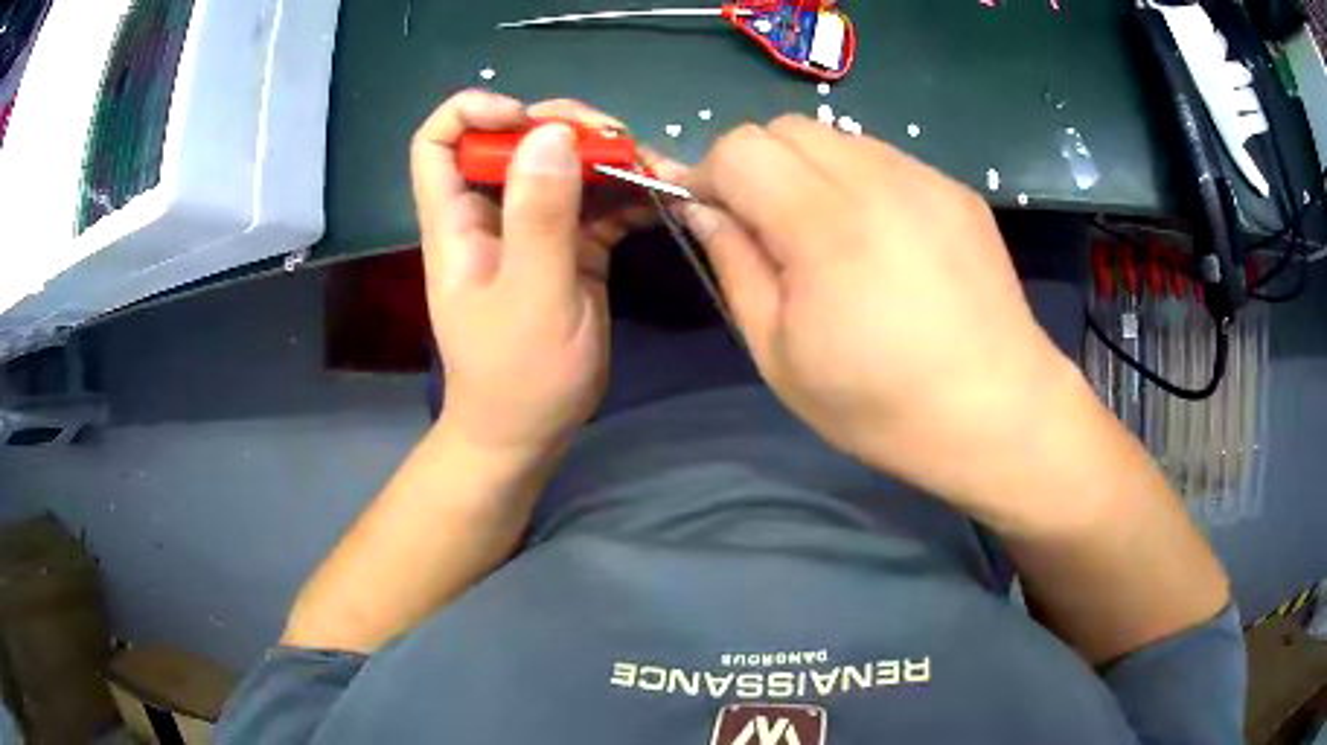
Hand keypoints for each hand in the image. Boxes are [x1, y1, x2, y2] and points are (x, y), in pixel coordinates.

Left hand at [411, 91, 664, 458]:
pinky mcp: (569, 248)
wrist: (530, 431)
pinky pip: (596, 202)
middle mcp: (491, 214)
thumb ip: (540, 215)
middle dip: (564, 127)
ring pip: (562, 166)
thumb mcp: (531, 295)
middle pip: (515, 140)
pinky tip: (659, 198)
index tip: (525, 119)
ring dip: (606, 158)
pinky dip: (626, 194)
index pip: (439, 141)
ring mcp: (532, 229)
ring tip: (651, 167)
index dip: (475, 112)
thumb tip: (549, 133)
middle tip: (616, 141)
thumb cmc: (518, 375)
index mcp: (458, 221)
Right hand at [681, 116, 1083, 523]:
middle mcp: (878, 179)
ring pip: (836, 137)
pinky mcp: (955, 190)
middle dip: (756, 165)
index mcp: (826, 225)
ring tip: (830, 238)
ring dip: (808, 172)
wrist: (997, 413)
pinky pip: (884, 159)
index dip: (708, 174)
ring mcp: (925, 178)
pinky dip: (858, 183)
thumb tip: (703, 210)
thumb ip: (735, 267)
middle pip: (785, 127)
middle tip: (768, 229)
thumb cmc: (881, 405)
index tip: (710, 215)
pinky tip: (882, 242)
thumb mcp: (780, 355)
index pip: (739, 148)